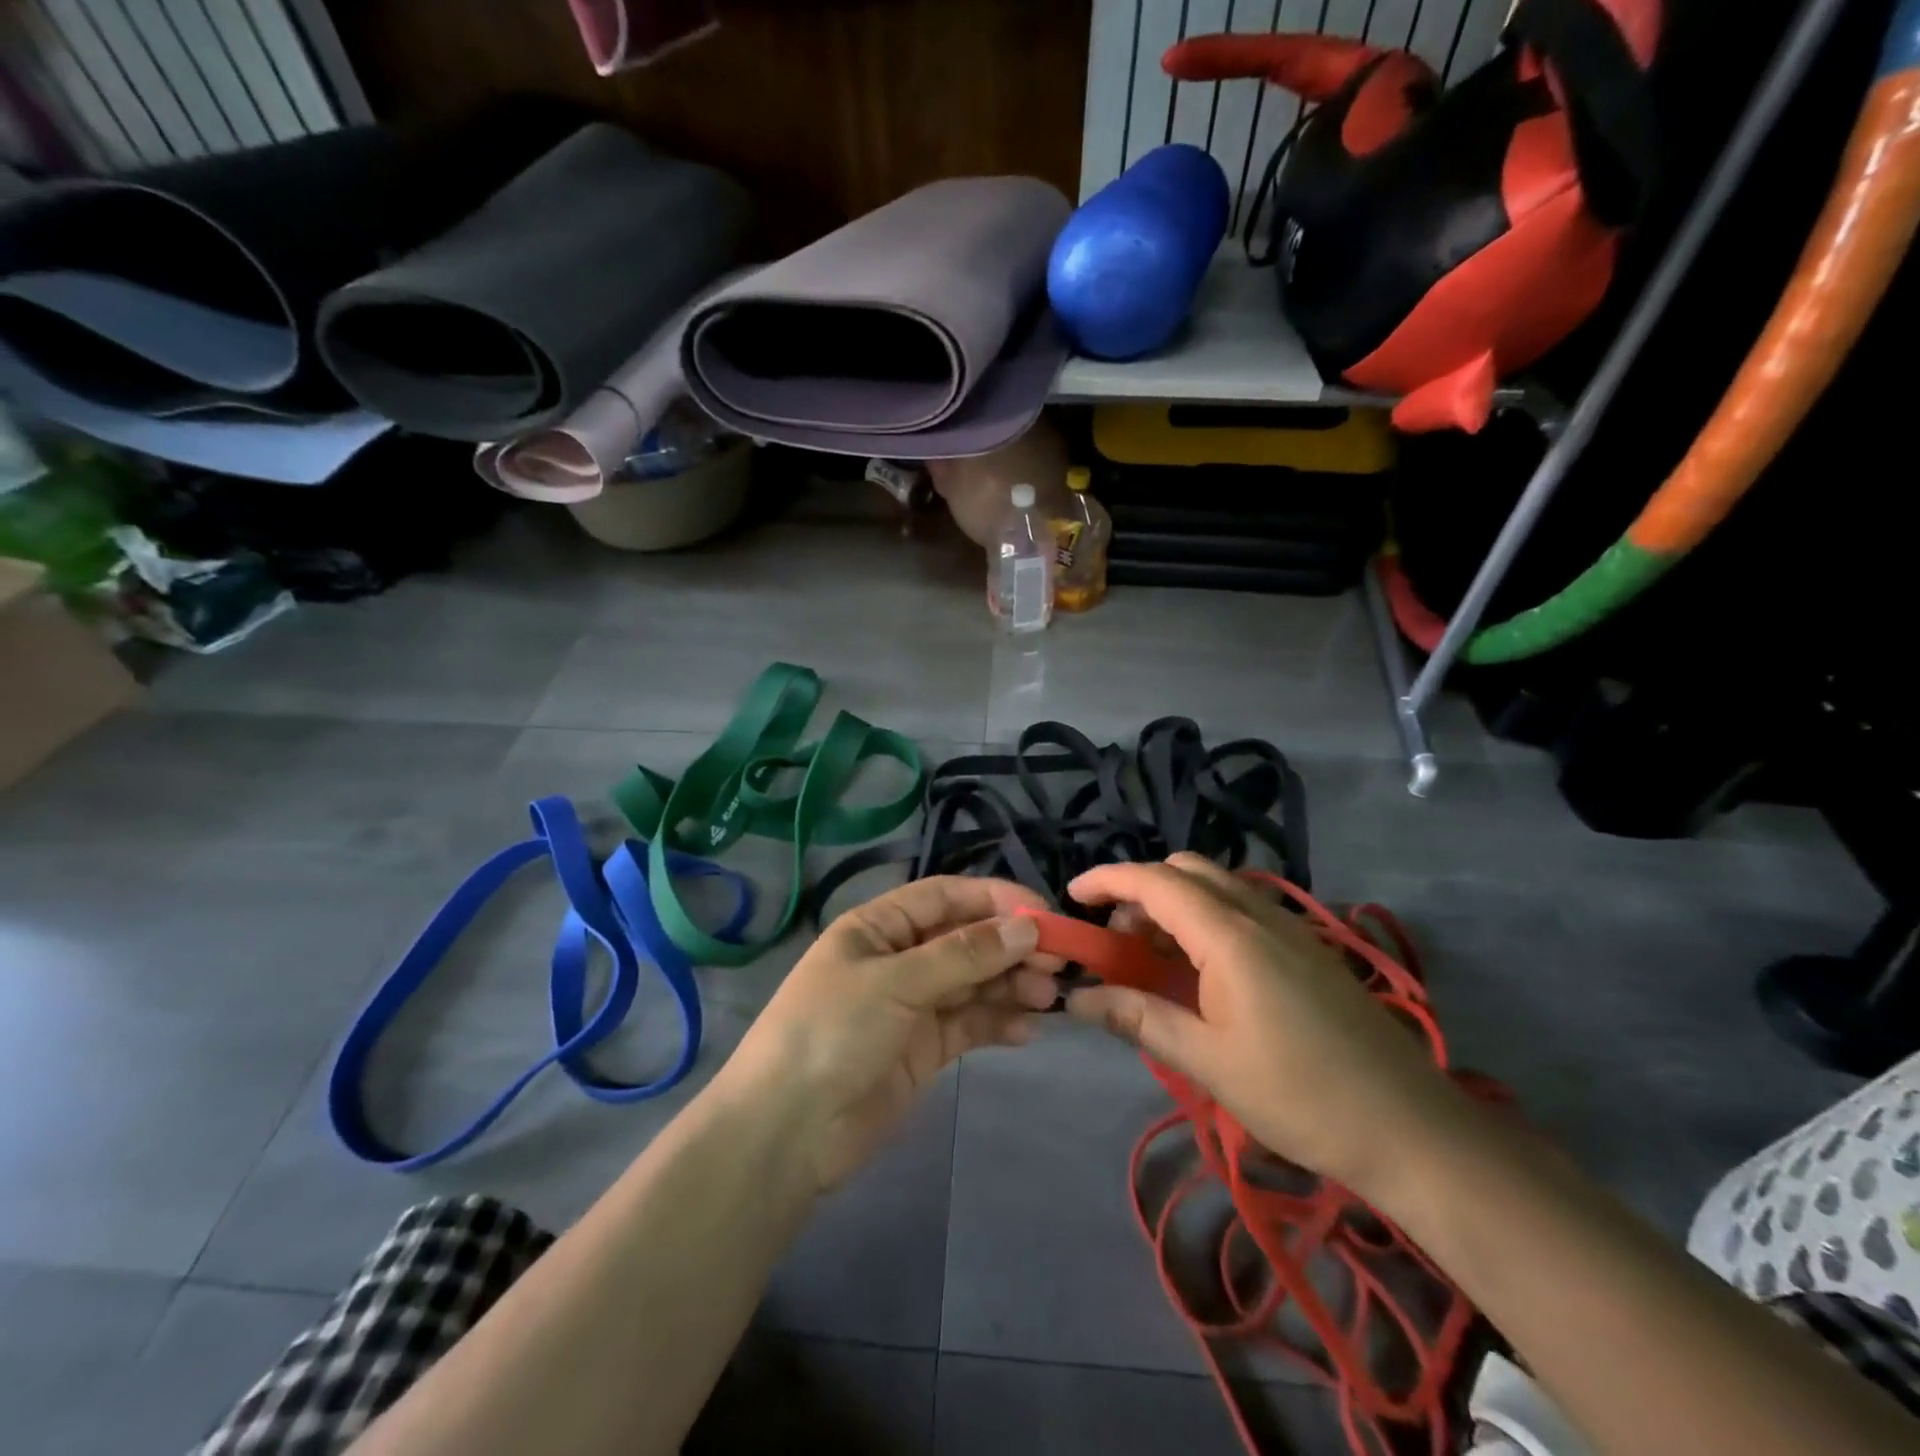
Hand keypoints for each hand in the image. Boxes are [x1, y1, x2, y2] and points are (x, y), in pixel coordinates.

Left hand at [724, 876, 1060, 1191]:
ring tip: (1048, 997)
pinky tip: (1026, 1030)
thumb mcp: (896, 982)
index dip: (994, 898)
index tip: (1044, 913)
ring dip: (1011, 984)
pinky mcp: (923, 1049)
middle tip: (1057, 962)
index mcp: (878, 926)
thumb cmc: (832, 1032)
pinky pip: (969, 1024)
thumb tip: (1027, 926)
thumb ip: (964, 955)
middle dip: (1010, 946)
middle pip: (965, 939)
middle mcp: (898, 958)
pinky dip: (998, 1022)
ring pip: (973, 982)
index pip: (946, 896)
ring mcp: (911, 1005)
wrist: (786, 1132)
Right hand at [1064, 853, 1467, 1197]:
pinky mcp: (1305, 946)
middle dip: (1138, 891)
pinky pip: (1240, 908)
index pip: (1154, 882)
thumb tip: (1076, 1000)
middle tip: (1115, 939)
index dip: (1105, 880)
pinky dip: (1203, 918)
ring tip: (1151, 957)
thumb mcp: (1207, 1060)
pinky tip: (1200, 970)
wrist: (1409, 1126)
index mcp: (1230, 935)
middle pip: (1184, 871)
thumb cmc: (1299, 1094)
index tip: (1070, 898)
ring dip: (1172, 903)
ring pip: (1214, 886)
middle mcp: (1258, 914)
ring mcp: (1287, 927)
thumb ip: (1138, 1018)